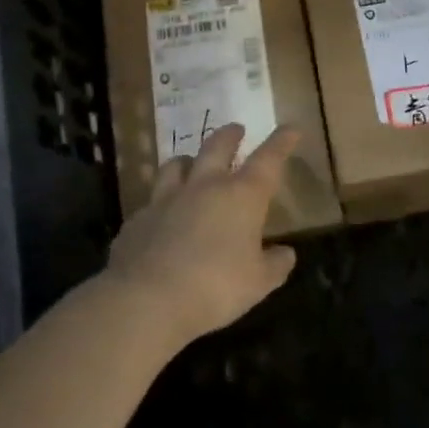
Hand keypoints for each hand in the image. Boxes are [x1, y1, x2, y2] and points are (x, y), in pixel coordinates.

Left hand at [105, 123, 300, 344]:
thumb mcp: (259, 283)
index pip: (268, 159)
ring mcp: (166, 199)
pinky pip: (152, 201)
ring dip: (188, 159)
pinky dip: (161, 203)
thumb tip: (286, 253)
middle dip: (230, 135)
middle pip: (217, 147)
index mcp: (242, 196)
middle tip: (236, 129)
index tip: (290, 128)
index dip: (281, 142)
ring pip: (176, 164)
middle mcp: (204, 187)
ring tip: (191, 161)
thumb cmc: (216, 287)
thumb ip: (275, 264)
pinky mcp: (138, 218)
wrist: (147, 299)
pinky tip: (161, 215)